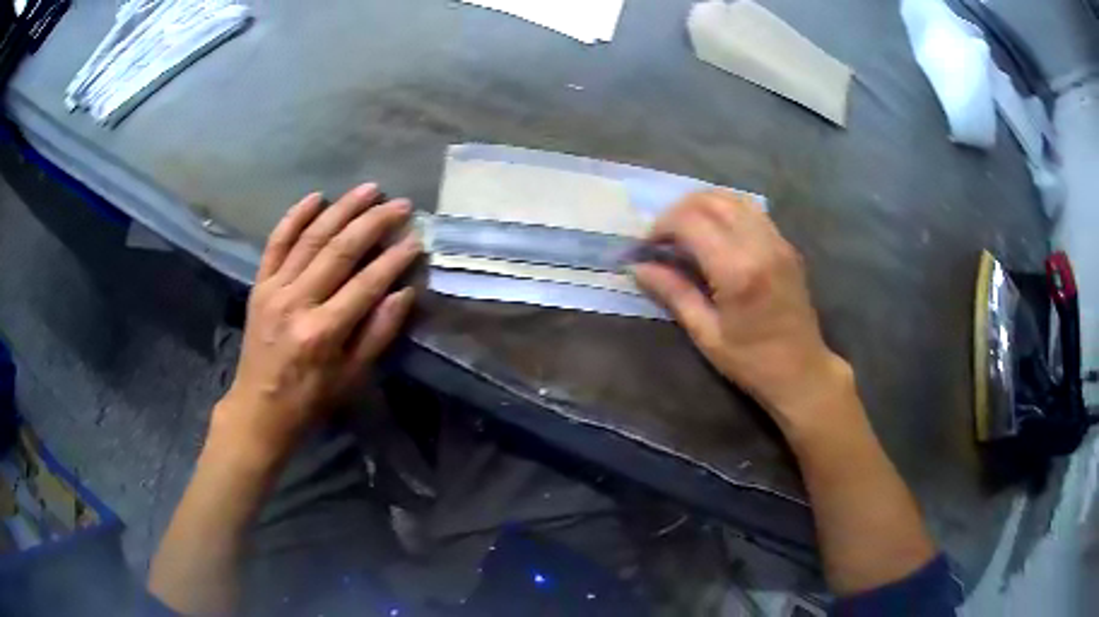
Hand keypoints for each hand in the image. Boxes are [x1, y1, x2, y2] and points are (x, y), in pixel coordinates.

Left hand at [212, 184, 420, 467]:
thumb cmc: (311, 398)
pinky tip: (316, 197)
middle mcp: (297, 303)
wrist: (259, 407)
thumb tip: (404, 292)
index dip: (394, 259)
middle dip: (373, 223)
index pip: (366, 284)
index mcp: (323, 332)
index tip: (417, 239)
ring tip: (369, 189)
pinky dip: (295, 217)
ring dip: (341, 209)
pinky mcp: (259, 285)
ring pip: (311, 238)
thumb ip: (378, 333)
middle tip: (400, 204)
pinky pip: (276, 243)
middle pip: (339, 251)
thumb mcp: (352, 377)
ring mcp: (274, 289)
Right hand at [633, 190, 850, 431]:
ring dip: (703, 205)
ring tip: (686, 230)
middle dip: (679, 210)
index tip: (647, 246)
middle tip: (662, 236)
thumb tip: (638, 267)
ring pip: (733, 198)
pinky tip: (715, 234)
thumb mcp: (706, 334)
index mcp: (737, 270)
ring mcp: (778, 241)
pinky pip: (752, 211)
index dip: (661, 226)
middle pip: (712, 200)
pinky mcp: (786, 245)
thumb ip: (673, 293)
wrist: (802, 371)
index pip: (690, 221)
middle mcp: (760, 245)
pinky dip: (726, 211)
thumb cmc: (751, 362)